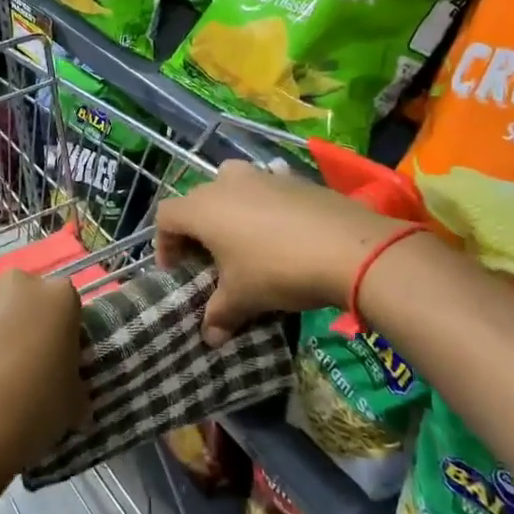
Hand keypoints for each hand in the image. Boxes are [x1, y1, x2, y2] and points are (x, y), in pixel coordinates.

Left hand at [0, 271, 88, 479]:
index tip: (54, 364)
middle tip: (17, 368)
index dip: (61, 336)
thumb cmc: (30, 411)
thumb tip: (73, 399)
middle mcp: (15, 283)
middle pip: (23, 299)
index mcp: (58, 297)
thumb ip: (74, 387)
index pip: (66, 308)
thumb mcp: (72, 406)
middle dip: (22, 325)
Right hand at [155, 161, 408, 343]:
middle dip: (197, 228)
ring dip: (230, 211)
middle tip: (208, 259)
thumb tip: (210, 338)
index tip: (177, 270)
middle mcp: (226, 183)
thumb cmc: (278, 270)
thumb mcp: (243, 298)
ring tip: (243, 241)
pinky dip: (263, 207)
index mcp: (203, 208)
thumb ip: (220, 315)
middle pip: (197, 200)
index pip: (166, 217)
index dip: (165, 244)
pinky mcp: (293, 178)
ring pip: (231, 187)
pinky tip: (281, 234)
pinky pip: (265, 189)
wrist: (349, 248)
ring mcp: (262, 175)